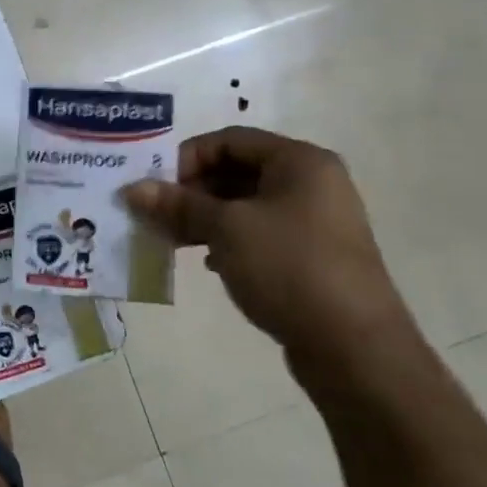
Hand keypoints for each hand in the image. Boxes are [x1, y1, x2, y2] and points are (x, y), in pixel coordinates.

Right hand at [122, 126, 415, 371]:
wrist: (354, 347)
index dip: (188, 158)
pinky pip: (261, 234)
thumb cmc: (289, 268)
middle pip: (238, 170)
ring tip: (174, 240)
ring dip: (206, 218)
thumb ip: (178, 204)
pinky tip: (210, 263)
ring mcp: (316, 221)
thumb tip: (132, 189)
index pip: (230, 139)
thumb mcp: (225, 229)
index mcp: (300, 161)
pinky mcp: (312, 256)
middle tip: (159, 215)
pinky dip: (229, 241)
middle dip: (193, 191)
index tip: (158, 188)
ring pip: (246, 205)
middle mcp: (312, 183)